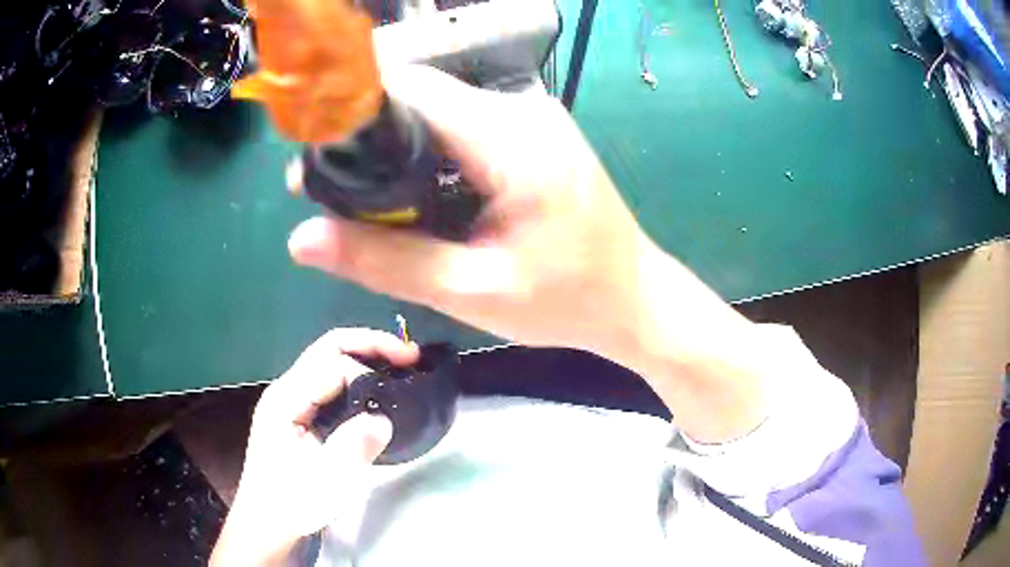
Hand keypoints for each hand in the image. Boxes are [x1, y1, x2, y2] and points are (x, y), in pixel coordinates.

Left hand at [211, 329, 417, 565]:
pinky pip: (329, 384)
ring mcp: (290, 401)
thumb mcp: (325, 482)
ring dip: (365, 359)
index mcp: (285, 400)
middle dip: (370, 345)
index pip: (331, 365)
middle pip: (328, 349)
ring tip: (399, 367)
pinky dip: (357, 380)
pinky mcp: (298, 415)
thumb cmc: (292, 504)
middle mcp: (286, 391)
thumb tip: (384, 418)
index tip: (401, 386)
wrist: (268, 523)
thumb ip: (353, 447)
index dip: (367, 369)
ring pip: (329, 363)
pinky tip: (376, 392)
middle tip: (410, 356)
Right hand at [287, 65, 656, 360]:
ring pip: (438, 114)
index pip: (412, 89)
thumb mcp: (472, 291)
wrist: (634, 298)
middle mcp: (521, 110)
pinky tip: (416, 197)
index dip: (354, 111)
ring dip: (397, 150)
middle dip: (369, 138)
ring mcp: (531, 118)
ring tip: (367, 202)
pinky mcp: (532, 134)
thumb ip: (383, 261)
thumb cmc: (567, 302)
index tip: (314, 151)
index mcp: (511, 139)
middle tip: (330, 192)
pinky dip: (428, 157)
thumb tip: (302, 240)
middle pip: (421, 98)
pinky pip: (462, 129)